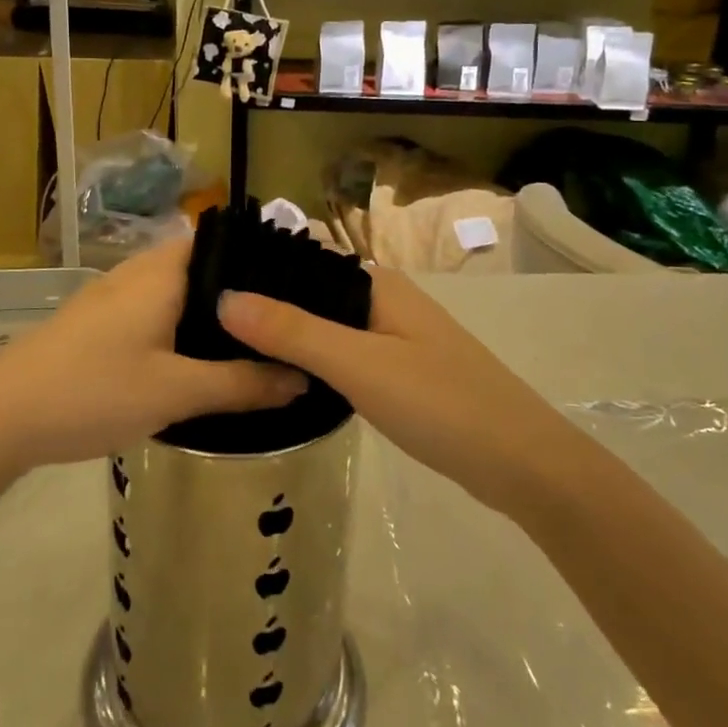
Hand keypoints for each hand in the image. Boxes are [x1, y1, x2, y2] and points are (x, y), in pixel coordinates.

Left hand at [0, 236, 304, 480]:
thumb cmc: (93, 392)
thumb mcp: (175, 393)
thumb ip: (241, 384)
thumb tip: (301, 376)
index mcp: (160, 273)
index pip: (220, 240)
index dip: (258, 257)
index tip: (295, 286)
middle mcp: (136, 272)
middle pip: (200, 266)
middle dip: (238, 292)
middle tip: (281, 322)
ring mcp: (109, 296)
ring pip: (174, 290)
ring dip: (206, 311)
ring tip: (248, 340)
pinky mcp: (93, 322)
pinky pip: (151, 310)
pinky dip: (179, 325)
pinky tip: (191, 358)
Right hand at [217, 267, 568, 515]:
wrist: (524, 464)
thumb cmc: (441, 403)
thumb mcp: (359, 365)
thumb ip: (293, 331)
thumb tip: (225, 298)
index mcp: (377, 284)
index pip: (304, 261)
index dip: (258, 272)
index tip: (204, 289)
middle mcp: (385, 301)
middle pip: (313, 296)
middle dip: (267, 309)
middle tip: (205, 328)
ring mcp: (396, 338)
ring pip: (328, 329)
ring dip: (289, 338)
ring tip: (230, 352)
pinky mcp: (401, 373)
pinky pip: (345, 356)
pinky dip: (315, 364)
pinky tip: (284, 380)